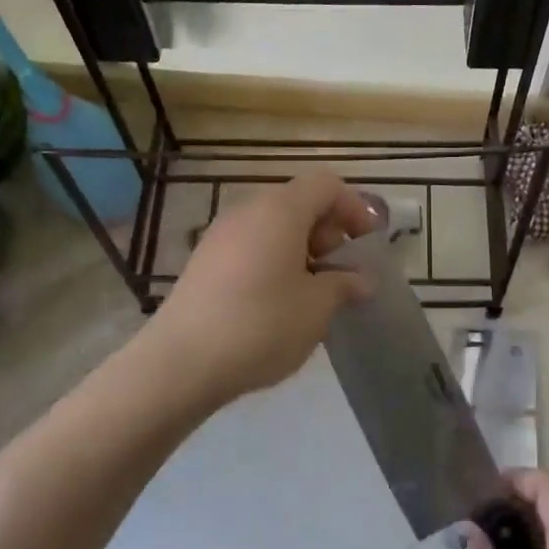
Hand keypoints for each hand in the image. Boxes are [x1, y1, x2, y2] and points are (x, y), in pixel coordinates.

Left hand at [152, 171, 375, 404]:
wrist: (181, 362)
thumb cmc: (261, 325)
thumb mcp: (317, 307)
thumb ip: (344, 285)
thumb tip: (362, 280)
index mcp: (280, 210)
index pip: (326, 185)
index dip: (355, 208)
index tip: (368, 245)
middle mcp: (248, 211)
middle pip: (299, 203)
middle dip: (329, 232)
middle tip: (342, 273)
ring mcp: (220, 236)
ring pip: (274, 227)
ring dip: (303, 250)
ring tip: (314, 293)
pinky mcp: (204, 262)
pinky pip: (251, 247)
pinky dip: (275, 262)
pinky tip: (279, 303)